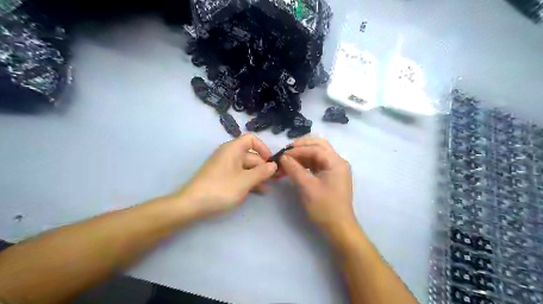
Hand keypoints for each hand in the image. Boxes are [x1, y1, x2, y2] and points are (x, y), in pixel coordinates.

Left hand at [178, 134, 276, 216]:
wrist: (192, 204)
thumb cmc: (221, 188)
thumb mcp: (245, 181)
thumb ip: (262, 172)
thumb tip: (274, 165)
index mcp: (233, 149)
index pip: (251, 139)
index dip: (263, 148)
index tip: (271, 161)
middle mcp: (229, 154)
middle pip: (251, 155)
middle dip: (264, 166)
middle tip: (276, 179)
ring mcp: (225, 167)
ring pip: (247, 167)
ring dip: (258, 176)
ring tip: (270, 187)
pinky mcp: (223, 177)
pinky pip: (240, 175)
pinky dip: (249, 181)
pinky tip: (259, 191)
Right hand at [280, 138, 357, 235]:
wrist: (339, 227)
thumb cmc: (324, 207)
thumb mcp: (307, 187)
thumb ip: (294, 169)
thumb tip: (282, 157)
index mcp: (336, 162)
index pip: (315, 148)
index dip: (297, 150)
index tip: (282, 154)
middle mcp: (338, 162)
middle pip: (319, 146)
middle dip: (302, 146)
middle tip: (286, 151)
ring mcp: (335, 169)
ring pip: (318, 154)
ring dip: (303, 154)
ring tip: (288, 159)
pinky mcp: (331, 176)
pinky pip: (318, 163)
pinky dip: (306, 162)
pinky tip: (296, 166)